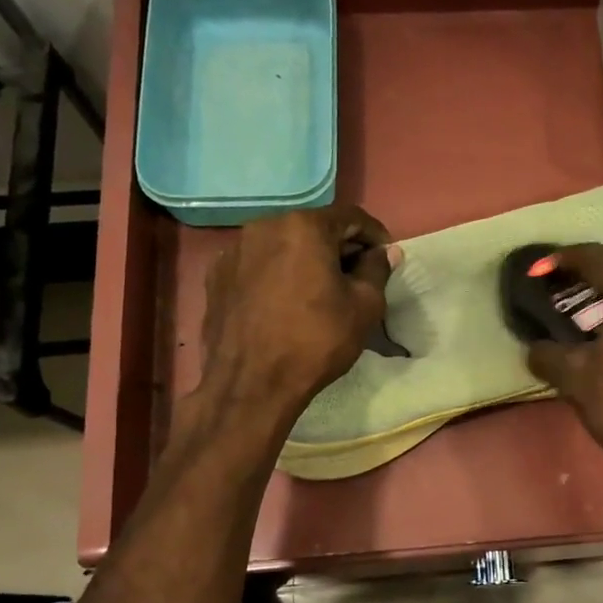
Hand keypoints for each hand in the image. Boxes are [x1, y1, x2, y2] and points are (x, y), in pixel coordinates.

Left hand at [198, 205, 397, 418]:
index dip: (374, 235)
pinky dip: (277, 275)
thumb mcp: (364, 306)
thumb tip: (385, 251)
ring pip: (283, 245)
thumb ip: (377, 269)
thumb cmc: (316, 340)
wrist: (251, 384)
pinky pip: (258, 265)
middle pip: (313, 228)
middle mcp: (264, 226)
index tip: (385, 258)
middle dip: (338, 247)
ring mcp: (234, 250)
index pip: (350, 217)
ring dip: (306, 260)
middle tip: (356, 277)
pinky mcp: (216, 277)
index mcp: (303, 226)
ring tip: (319, 292)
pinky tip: (285, 303)